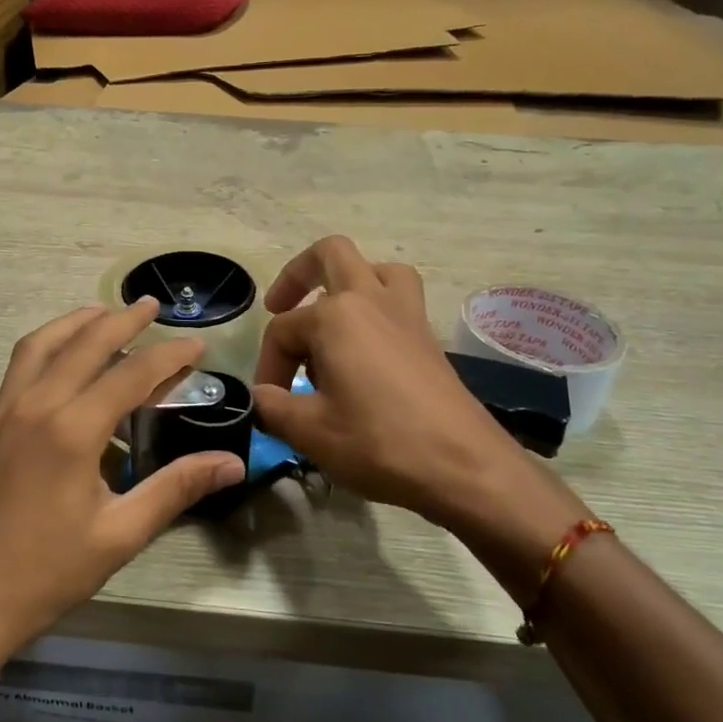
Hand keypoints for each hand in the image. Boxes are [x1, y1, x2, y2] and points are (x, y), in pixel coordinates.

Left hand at [0, 299, 245, 669]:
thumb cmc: (46, 574)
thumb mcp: (120, 535)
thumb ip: (175, 489)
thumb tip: (232, 462)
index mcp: (72, 429)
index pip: (131, 374)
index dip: (169, 355)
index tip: (198, 344)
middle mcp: (34, 407)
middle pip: (83, 344)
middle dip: (121, 319)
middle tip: (151, 305)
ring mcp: (1, 415)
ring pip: (39, 346)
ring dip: (74, 323)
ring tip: (102, 314)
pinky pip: (18, 372)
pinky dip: (46, 351)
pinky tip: (61, 370)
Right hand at [252, 237, 586, 563]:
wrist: (463, 466)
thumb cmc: (379, 442)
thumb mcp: (309, 431)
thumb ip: (271, 406)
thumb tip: (259, 397)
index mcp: (335, 315)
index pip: (282, 330)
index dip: (268, 365)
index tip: (270, 401)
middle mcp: (371, 299)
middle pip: (330, 254)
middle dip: (297, 275)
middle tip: (280, 307)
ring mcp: (406, 314)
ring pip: (375, 269)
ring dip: (347, 283)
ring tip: (330, 321)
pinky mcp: (428, 336)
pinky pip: (397, 299)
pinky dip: (375, 309)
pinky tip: (362, 352)